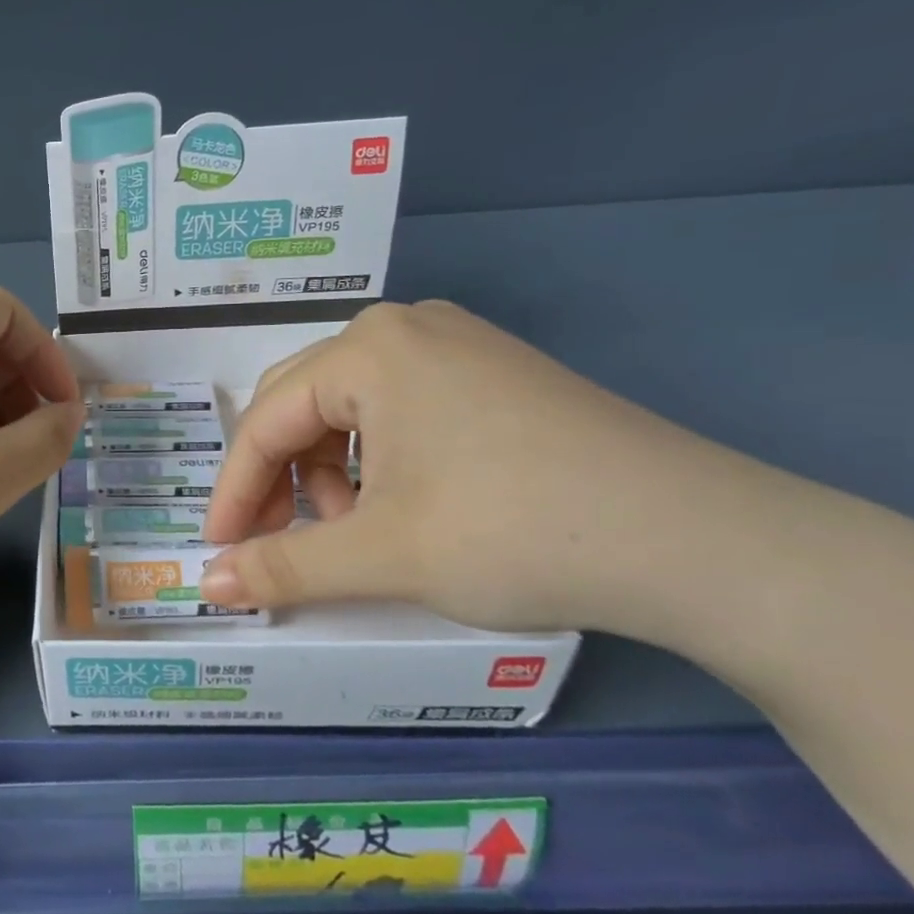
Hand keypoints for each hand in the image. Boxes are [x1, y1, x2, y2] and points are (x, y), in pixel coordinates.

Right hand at [201, 300, 765, 638]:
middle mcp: (404, 328)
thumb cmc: (515, 532)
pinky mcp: (495, 374)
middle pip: (302, 405)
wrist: (704, 543)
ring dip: (330, 473)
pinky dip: (378, 461)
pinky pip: (400, 409)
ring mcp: (457, 345)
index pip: (266, 422)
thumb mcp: (383, 554)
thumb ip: (282, 567)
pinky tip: (402, 506)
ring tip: (355, 533)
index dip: (234, 493)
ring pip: (350, 409)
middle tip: (278, 543)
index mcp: (367, 349)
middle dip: (280, 480)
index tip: (219, 552)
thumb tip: (208, 586)